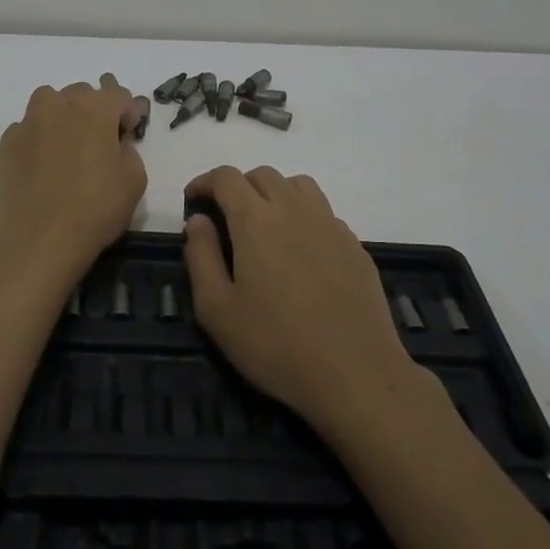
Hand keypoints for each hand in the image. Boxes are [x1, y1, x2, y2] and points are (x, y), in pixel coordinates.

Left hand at [0, 75, 148, 277]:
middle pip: (82, 95)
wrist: (37, 241)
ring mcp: (27, 123)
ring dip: (62, 119)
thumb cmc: (95, 209)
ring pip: (50, 106)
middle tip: (99, 147)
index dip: (128, 114)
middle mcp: (58, 104)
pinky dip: (38, 141)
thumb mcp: (135, 180)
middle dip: (94, 113)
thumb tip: (115, 142)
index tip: (128, 137)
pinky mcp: (5, 144)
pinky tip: (42, 170)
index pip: (118, 95)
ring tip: (67, 152)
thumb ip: (129, 149)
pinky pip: (28, 131)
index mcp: (94, 107)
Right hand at [183, 166, 420, 432]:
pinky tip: (299, 253)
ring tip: (263, 227)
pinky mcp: (354, 245)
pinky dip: (302, 216)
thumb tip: (198, 221)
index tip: (193, 202)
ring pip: (298, 185)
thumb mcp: (217, 310)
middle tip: (224, 218)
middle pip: (263, 175)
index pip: (226, 177)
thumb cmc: (275, 344)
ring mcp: (330, 225)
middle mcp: (295, 210)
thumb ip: (201, 257)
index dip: (204, 182)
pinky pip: (323, 212)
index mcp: (256, 220)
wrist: (356, 373)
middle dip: (237, 186)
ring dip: (273, 194)